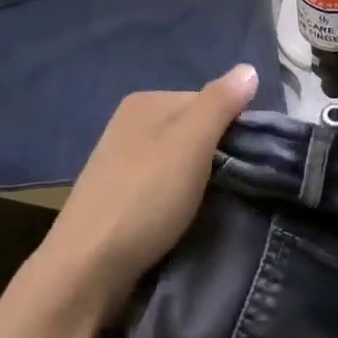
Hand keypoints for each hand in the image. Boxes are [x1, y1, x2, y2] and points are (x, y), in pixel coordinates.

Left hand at [34, 64, 259, 314]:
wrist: (86, 269)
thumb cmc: (145, 196)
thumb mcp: (191, 142)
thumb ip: (220, 103)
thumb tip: (249, 68)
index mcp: (146, 102)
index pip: (208, 101)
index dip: (233, 127)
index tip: (250, 161)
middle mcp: (130, 124)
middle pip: (192, 131)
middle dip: (216, 155)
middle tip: (238, 186)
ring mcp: (120, 163)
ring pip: (178, 162)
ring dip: (199, 182)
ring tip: (216, 207)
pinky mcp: (117, 199)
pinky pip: (162, 188)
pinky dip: (178, 201)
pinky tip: (185, 220)